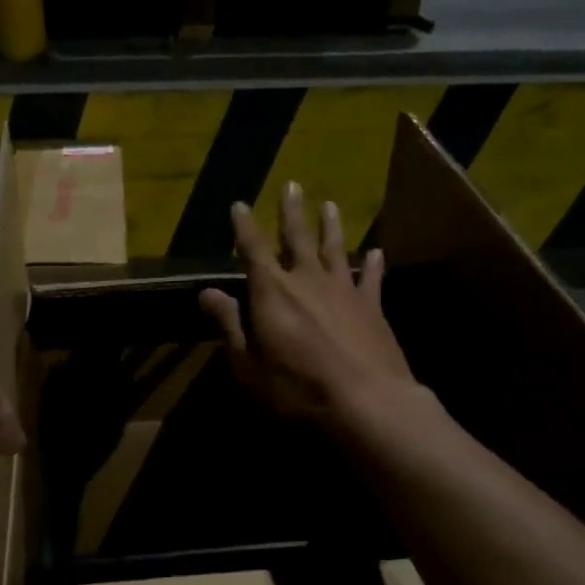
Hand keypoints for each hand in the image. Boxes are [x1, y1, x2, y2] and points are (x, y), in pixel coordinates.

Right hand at [198, 183, 415, 426]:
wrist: (366, 400)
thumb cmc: (297, 386)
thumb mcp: (249, 363)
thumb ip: (230, 324)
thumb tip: (207, 292)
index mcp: (271, 291)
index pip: (253, 249)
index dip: (244, 226)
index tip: (239, 204)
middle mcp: (307, 279)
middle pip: (297, 237)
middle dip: (292, 211)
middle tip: (293, 184)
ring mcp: (343, 290)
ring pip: (335, 248)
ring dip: (331, 226)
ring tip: (330, 204)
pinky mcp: (372, 306)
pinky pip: (371, 278)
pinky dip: (372, 264)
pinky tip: (377, 252)